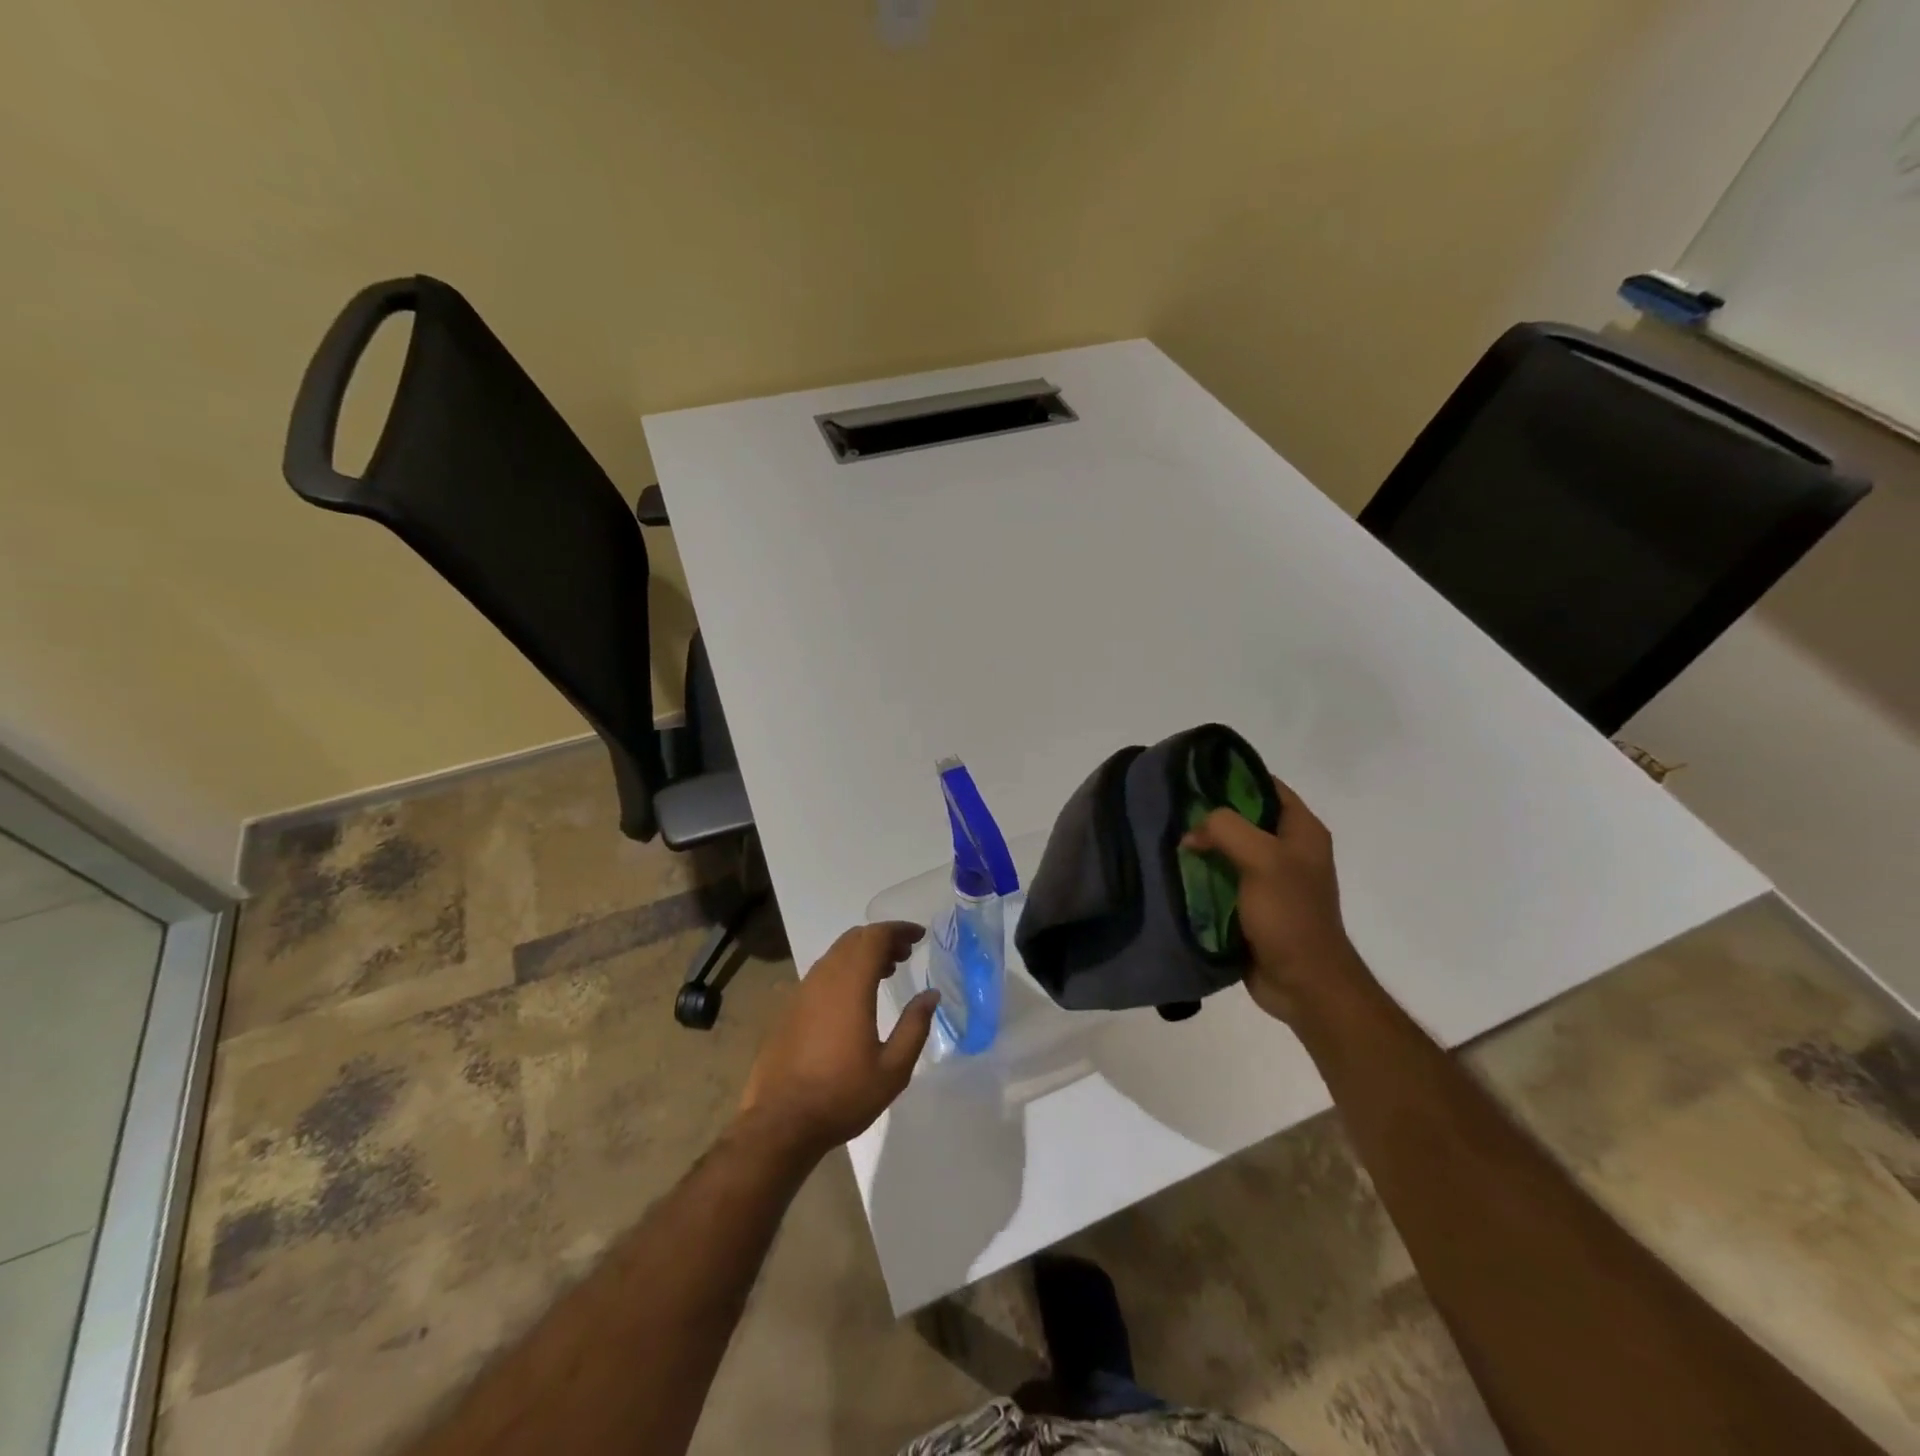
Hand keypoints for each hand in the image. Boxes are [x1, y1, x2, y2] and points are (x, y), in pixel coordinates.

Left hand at [737, 922, 938, 1157]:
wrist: (781, 1123)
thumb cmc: (842, 1095)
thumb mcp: (892, 1069)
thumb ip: (915, 1026)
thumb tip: (931, 995)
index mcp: (850, 986)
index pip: (874, 937)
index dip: (898, 930)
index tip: (920, 936)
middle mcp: (823, 979)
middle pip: (854, 939)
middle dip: (882, 939)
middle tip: (906, 954)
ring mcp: (801, 992)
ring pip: (835, 955)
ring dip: (862, 954)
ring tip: (886, 971)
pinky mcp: (789, 1009)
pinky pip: (821, 974)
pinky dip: (844, 970)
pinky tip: (854, 997)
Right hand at [1181, 776, 1369, 1023]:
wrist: (1303, 984)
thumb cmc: (1290, 916)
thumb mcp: (1262, 859)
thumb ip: (1226, 830)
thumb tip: (1192, 834)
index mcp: (1302, 831)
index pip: (1266, 786)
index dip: (1232, 776)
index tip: (1192, 776)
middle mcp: (1288, 850)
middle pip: (1242, 818)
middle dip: (1209, 814)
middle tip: (1171, 810)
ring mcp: (1269, 879)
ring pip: (1228, 849)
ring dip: (1201, 847)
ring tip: (1166, 840)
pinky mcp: (1251, 905)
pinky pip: (1221, 879)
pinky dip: (1201, 875)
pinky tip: (1174, 872)